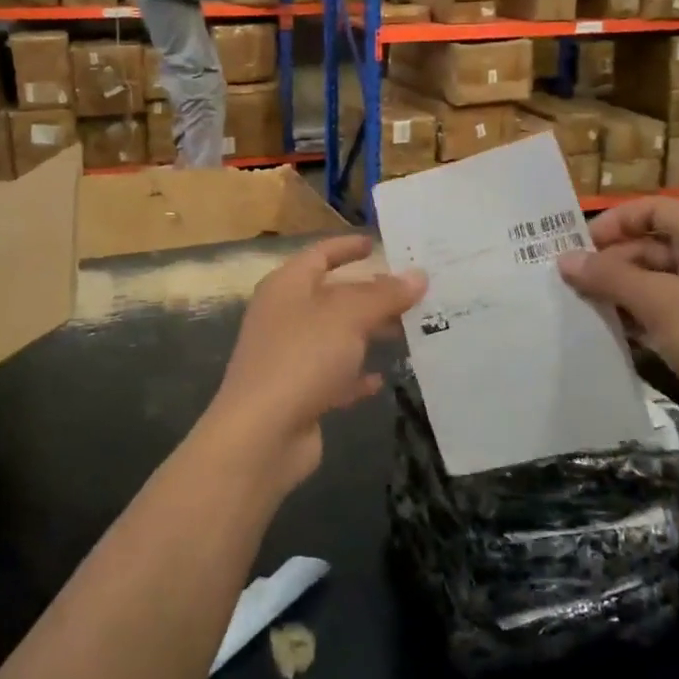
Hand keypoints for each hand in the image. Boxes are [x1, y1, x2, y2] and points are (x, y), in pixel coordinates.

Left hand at [198, 237, 425, 492]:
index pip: (320, 254)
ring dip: (368, 333)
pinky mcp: (298, 393)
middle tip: (413, 292)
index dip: (348, 246)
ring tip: (408, 331)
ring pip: (336, 335)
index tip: (378, 243)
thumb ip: (384, 294)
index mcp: (287, 286)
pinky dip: (355, 374)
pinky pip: (333, 375)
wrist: (261, 434)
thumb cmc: (302, 358)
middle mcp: (285, 315)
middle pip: (332, 295)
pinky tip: (380, 379)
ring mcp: (289, 356)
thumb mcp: (348, 316)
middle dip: (371, 294)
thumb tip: (418, 275)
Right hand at [557, 198, 678, 438]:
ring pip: (658, 281)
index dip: (613, 223)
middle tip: (570, 283)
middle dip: (611, 263)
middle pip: (652, 245)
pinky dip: (641, 317)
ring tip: (581, 307)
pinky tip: (611, 332)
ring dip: (622, 292)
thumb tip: (564, 259)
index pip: (652, 209)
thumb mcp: (658, 302)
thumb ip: (608, 277)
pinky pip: (669, 311)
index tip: (576, 247)